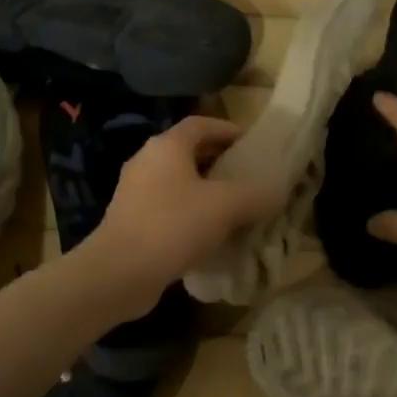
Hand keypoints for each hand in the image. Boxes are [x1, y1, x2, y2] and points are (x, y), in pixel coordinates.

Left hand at [85, 116, 282, 303]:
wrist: (119, 272)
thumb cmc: (173, 225)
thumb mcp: (225, 207)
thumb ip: (255, 195)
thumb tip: (277, 192)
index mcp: (167, 146)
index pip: (201, 124)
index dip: (228, 130)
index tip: (251, 145)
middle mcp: (147, 160)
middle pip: (188, 151)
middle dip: (218, 161)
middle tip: (247, 176)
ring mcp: (135, 191)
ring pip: (177, 181)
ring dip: (204, 189)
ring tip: (233, 206)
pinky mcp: (130, 219)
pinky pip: (167, 206)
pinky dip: (189, 211)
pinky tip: (208, 233)